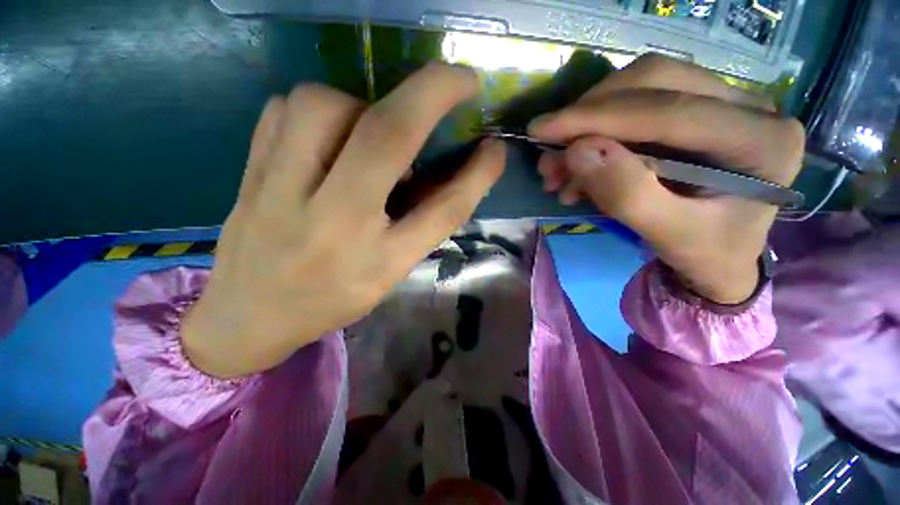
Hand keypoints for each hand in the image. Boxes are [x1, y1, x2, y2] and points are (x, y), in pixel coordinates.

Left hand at [182, 64, 505, 377]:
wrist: (249, 316)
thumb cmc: (331, 301)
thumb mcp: (387, 275)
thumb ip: (418, 227)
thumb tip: (447, 174)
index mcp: (378, 262)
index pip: (442, 211)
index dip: (476, 175)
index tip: (495, 147)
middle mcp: (334, 224)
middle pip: (386, 139)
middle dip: (431, 93)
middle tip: (459, 79)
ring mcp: (280, 194)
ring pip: (322, 105)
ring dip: (360, 102)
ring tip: (367, 129)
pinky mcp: (249, 175)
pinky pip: (283, 110)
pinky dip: (315, 108)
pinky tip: (324, 136)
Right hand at [530, 54, 804, 303]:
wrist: (722, 258)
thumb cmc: (706, 255)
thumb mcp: (668, 236)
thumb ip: (626, 195)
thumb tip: (576, 152)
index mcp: (762, 141)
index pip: (669, 111)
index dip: (597, 117)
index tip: (542, 130)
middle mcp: (751, 106)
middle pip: (654, 81)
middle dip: (589, 115)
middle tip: (549, 152)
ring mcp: (726, 101)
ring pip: (642, 87)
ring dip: (588, 124)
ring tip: (556, 168)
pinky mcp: (699, 109)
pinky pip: (638, 105)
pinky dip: (597, 133)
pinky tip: (578, 168)